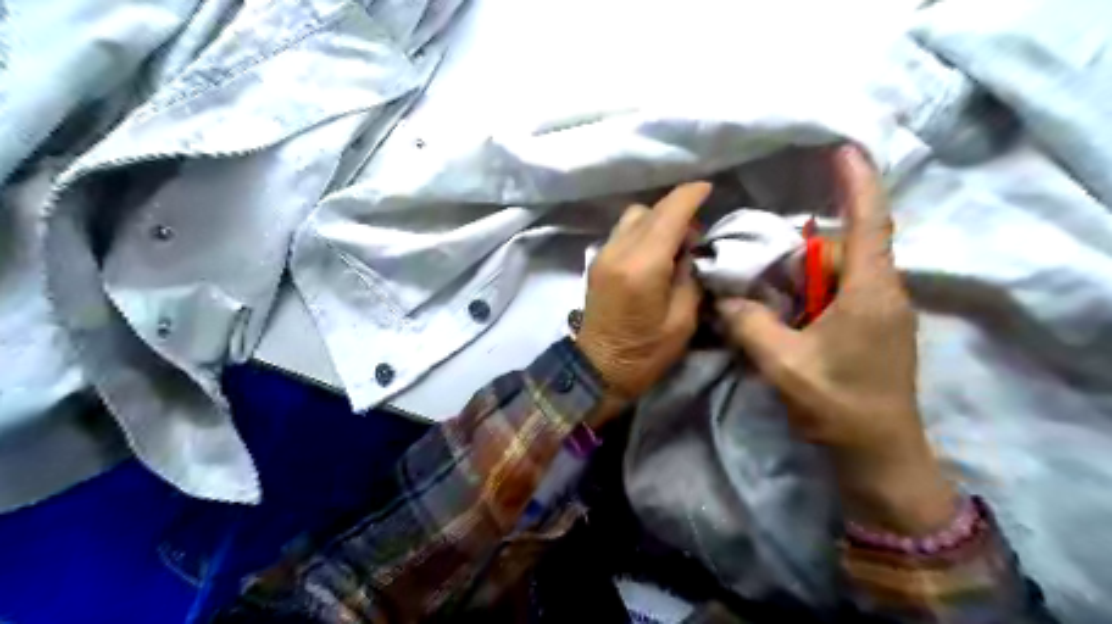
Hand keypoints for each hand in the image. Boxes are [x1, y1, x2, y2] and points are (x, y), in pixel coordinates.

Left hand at [578, 183, 705, 425]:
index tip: (708, 189)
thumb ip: (688, 276)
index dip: (690, 196)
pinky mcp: (597, 263)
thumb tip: (688, 251)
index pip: (669, 214)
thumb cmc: (646, 353)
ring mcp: (603, 255)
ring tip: (673, 244)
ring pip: (633, 217)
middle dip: (676, 211)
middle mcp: (618, 251)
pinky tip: (653, 253)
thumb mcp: (682, 320)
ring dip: (656, 220)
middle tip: (695, 236)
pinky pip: (622, 232)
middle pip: (650, 211)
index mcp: (643, 266)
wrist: (598, 370)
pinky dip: (641, 231)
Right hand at [722, 145, 956, 535]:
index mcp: (870, 292)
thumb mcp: (782, 363)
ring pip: (842, 272)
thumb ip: (748, 324)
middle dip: (809, 243)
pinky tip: (784, 306)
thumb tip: (723, 299)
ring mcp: (881, 312)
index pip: (870, 222)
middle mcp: (884, 294)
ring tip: (768, 281)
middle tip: (766, 251)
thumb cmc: (837, 405)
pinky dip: (812, 290)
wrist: (877, 453)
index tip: (843, 149)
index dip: (857, 182)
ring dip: (807, 271)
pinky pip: (841, 293)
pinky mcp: (873, 329)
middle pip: (848, 248)